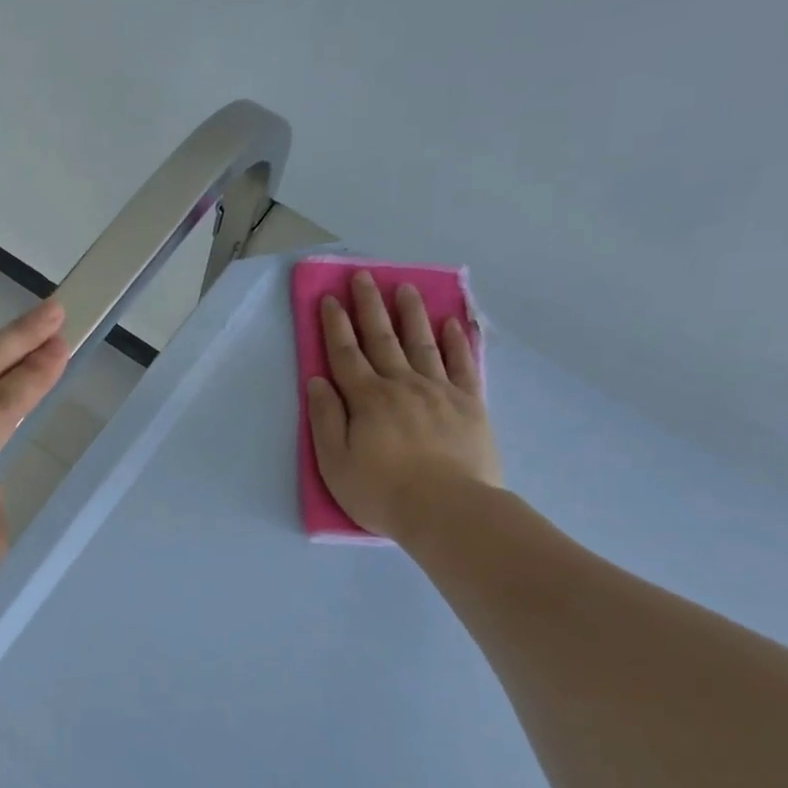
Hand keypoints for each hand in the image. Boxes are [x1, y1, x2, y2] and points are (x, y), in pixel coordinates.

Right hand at [306, 272, 501, 544]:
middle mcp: (402, 384)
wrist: (449, 511)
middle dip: (370, 306)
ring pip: (422, 343)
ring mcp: (439, 391)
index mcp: (367, 399)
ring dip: (411, 314)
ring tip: (405, 288)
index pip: (346, 354)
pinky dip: (456, 341)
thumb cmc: (383, 492)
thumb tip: (318, 381)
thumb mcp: (335, 462)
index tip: (330, 297)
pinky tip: (451, 323)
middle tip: (364, 277)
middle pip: (382, 339)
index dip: (336, 325)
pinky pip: (462, 364)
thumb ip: (326, 419)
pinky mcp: (470, 404)